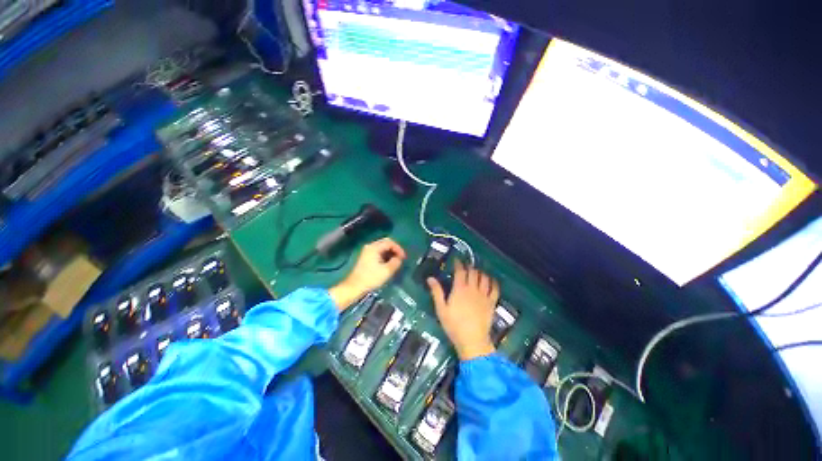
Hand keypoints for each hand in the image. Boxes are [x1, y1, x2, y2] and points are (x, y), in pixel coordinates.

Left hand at [329, 238, 406, 309]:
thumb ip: (396, 262)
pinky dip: (385, 255)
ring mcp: (367, 251)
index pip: (390, 242)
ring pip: (382, 247)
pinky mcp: (366, 257)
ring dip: (390, 253)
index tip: (403, 258)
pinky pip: (378, 252)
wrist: (354, 287)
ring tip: (396, 261)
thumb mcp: (387, 271)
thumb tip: (399, 258)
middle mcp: (370, 246)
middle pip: (386, 243)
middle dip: (395, 249)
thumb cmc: (371, 278)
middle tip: (401, 258)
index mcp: (374, 247)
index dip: (399, 249)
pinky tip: (388, 263)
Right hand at [428, 260, 499, 360]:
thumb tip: (430, 278)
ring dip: (480, 272)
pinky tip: (491, 280)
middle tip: (466, 265)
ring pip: (484, 278)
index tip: (457, 260)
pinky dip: (493, 282)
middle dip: (469, 266)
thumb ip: (436, 292)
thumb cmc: (454, 325)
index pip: (460, 271)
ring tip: (477, 271)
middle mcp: (473, 289)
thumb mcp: (441, 309)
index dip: (459, 264)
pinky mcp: (491, 303)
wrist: (472, 340)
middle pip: (473, 272)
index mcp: (460, 289)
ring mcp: (484, 295)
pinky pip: (495, 289)